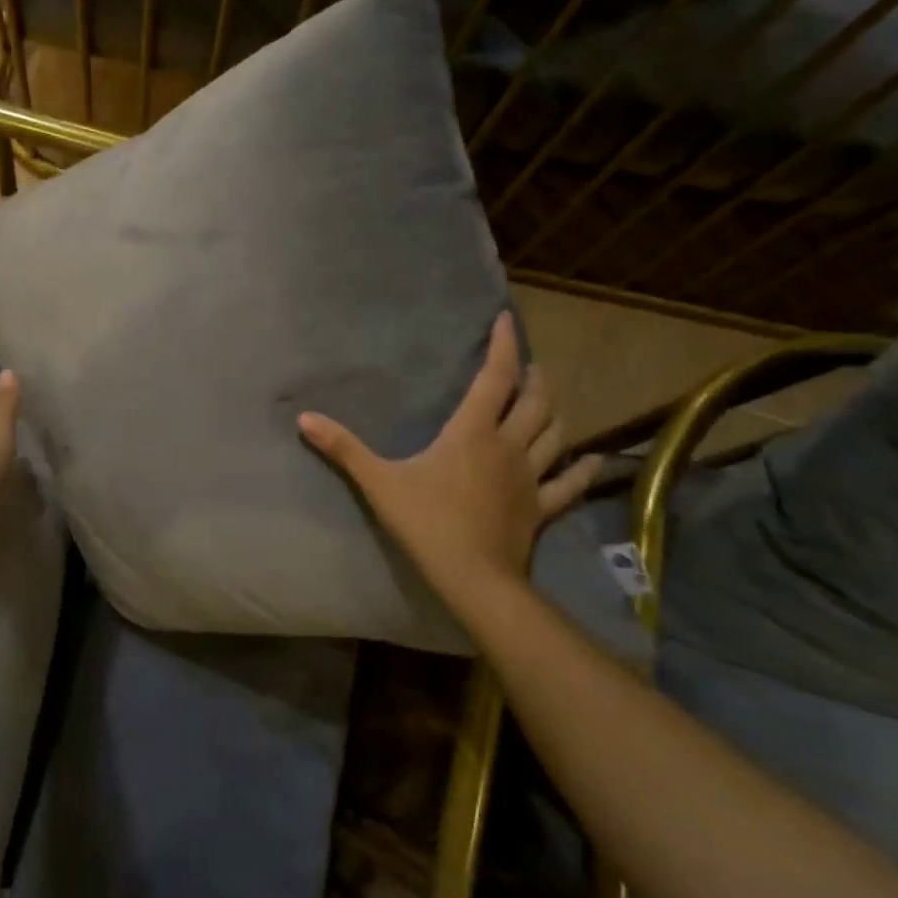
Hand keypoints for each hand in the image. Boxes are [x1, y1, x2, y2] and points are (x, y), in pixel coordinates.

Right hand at [297, 312, 600, 604]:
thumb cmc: (426, 523)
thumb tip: (304, 418)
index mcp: (473, 432)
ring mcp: (531, 478)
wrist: (473, 578)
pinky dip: (582, 469)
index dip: (504, 345)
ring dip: (555, 411)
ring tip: (549, 397)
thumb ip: (343, 449)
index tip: (508, 320)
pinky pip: (569, 483)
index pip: (496, 377)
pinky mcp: (542, 507)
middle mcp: (509, 446)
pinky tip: (592, 460)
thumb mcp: (379, 483)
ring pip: (557, 433)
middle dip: (534, 377)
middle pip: (535, 401)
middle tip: (527, 365)